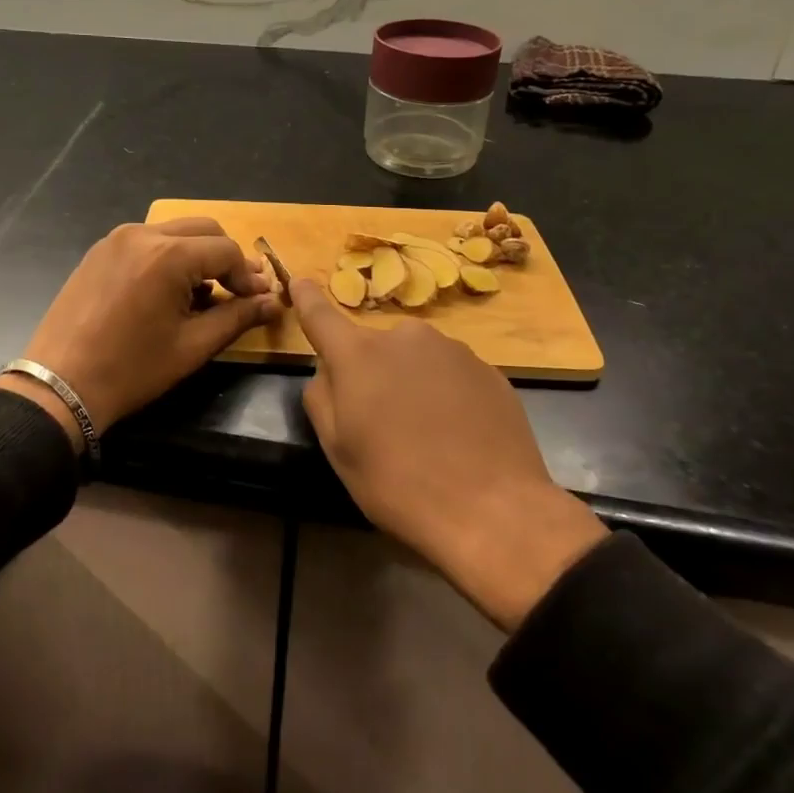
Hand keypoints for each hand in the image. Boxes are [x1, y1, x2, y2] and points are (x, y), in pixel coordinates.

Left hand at [0, 219, 282, 448]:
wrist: (60, 384)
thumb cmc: (132, 369)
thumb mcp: (192, 346)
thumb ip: (237, 317)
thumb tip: (272, 302)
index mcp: (168, 255)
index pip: (226, 250)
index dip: (248, 275)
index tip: (257, 301)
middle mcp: (143, 234)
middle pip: (203, 230)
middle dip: (225, 258)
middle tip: (237, 292)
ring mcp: (116, 239)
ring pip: (174, 232)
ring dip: (197, 255)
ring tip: (202, 295)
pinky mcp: (99, 251)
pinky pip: (146, 241)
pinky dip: (167, 256)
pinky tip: (167, 291)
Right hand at [293, 280, 606, 631]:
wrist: (493, 510)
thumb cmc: (398, 483)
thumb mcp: (337, 449)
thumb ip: (321, 396)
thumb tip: (329, 370)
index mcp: (358, 354)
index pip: (321, 315)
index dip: (306, 298)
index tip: (300, 281)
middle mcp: (404, 337)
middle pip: (374, 347)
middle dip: (372, 373)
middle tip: (382, 423)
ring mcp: (452, 349)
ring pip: (415, 360)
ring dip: (411, 383)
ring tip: (427, 435)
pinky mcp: (488, 369)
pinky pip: (451, 374)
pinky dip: (446, 395)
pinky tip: (458, 435)